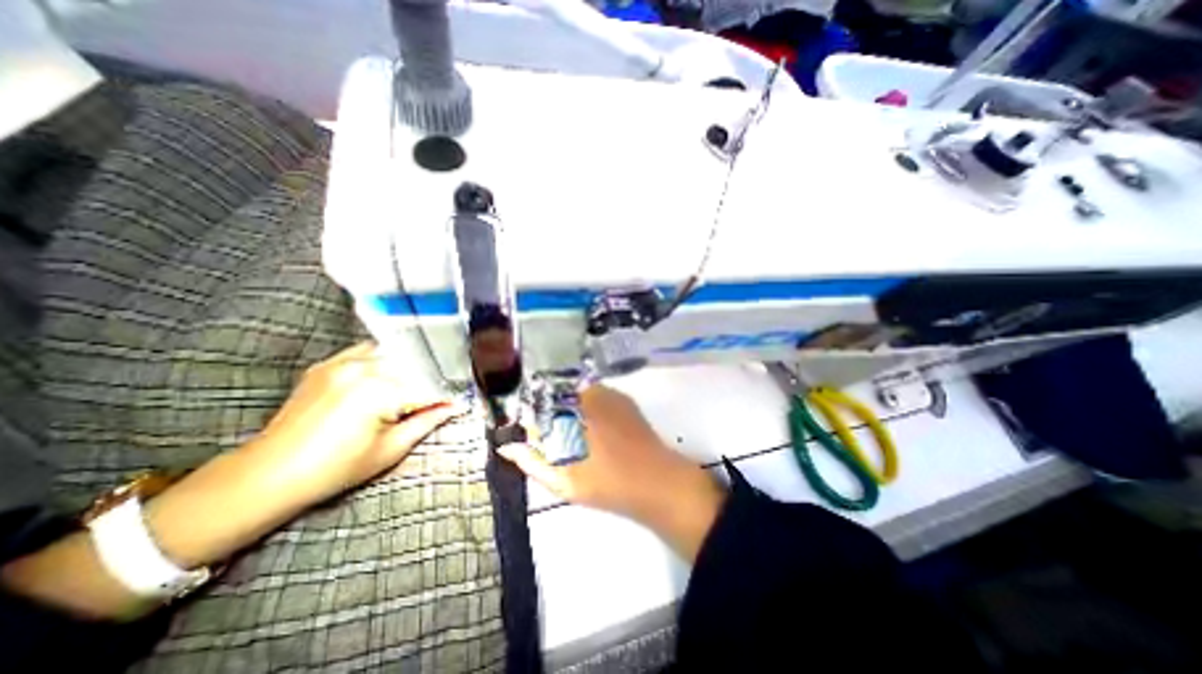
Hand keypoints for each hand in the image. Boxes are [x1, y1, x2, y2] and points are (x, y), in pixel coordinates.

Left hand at [0, 343, 462, 620]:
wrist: (267, 474)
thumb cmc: (334, 469)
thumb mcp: (389, 450)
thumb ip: (427, 421)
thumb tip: (455, 406)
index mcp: (379, 390)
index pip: (428, 385)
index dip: (448, 393)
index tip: (462, 399)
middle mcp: (363, 367)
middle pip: (414, 364)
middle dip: (433, 377)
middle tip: (446, 390)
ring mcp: (342, 362)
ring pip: (394, 353)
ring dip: (412, 365)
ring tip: (423, 380)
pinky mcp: (328, 363)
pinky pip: (368, 351)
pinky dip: (387, 359)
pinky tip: (393, 371)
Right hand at [496, 384, 722, 562]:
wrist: (657, 482)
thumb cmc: (608, 485)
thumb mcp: (563, 481)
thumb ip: (532, 462)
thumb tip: (507, 447)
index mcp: (572, 410)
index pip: (537, 402)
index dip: (530, 417)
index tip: (530, 435)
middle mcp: (590, 394)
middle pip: (557, 395)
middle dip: (549, 414)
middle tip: (554, 441)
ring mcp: (609, 393)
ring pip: (577, 395)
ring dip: (569, 411)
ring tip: (574, 439)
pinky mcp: (623, 399)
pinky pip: (596, 397)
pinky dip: (588, 409)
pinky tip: (594, 432)